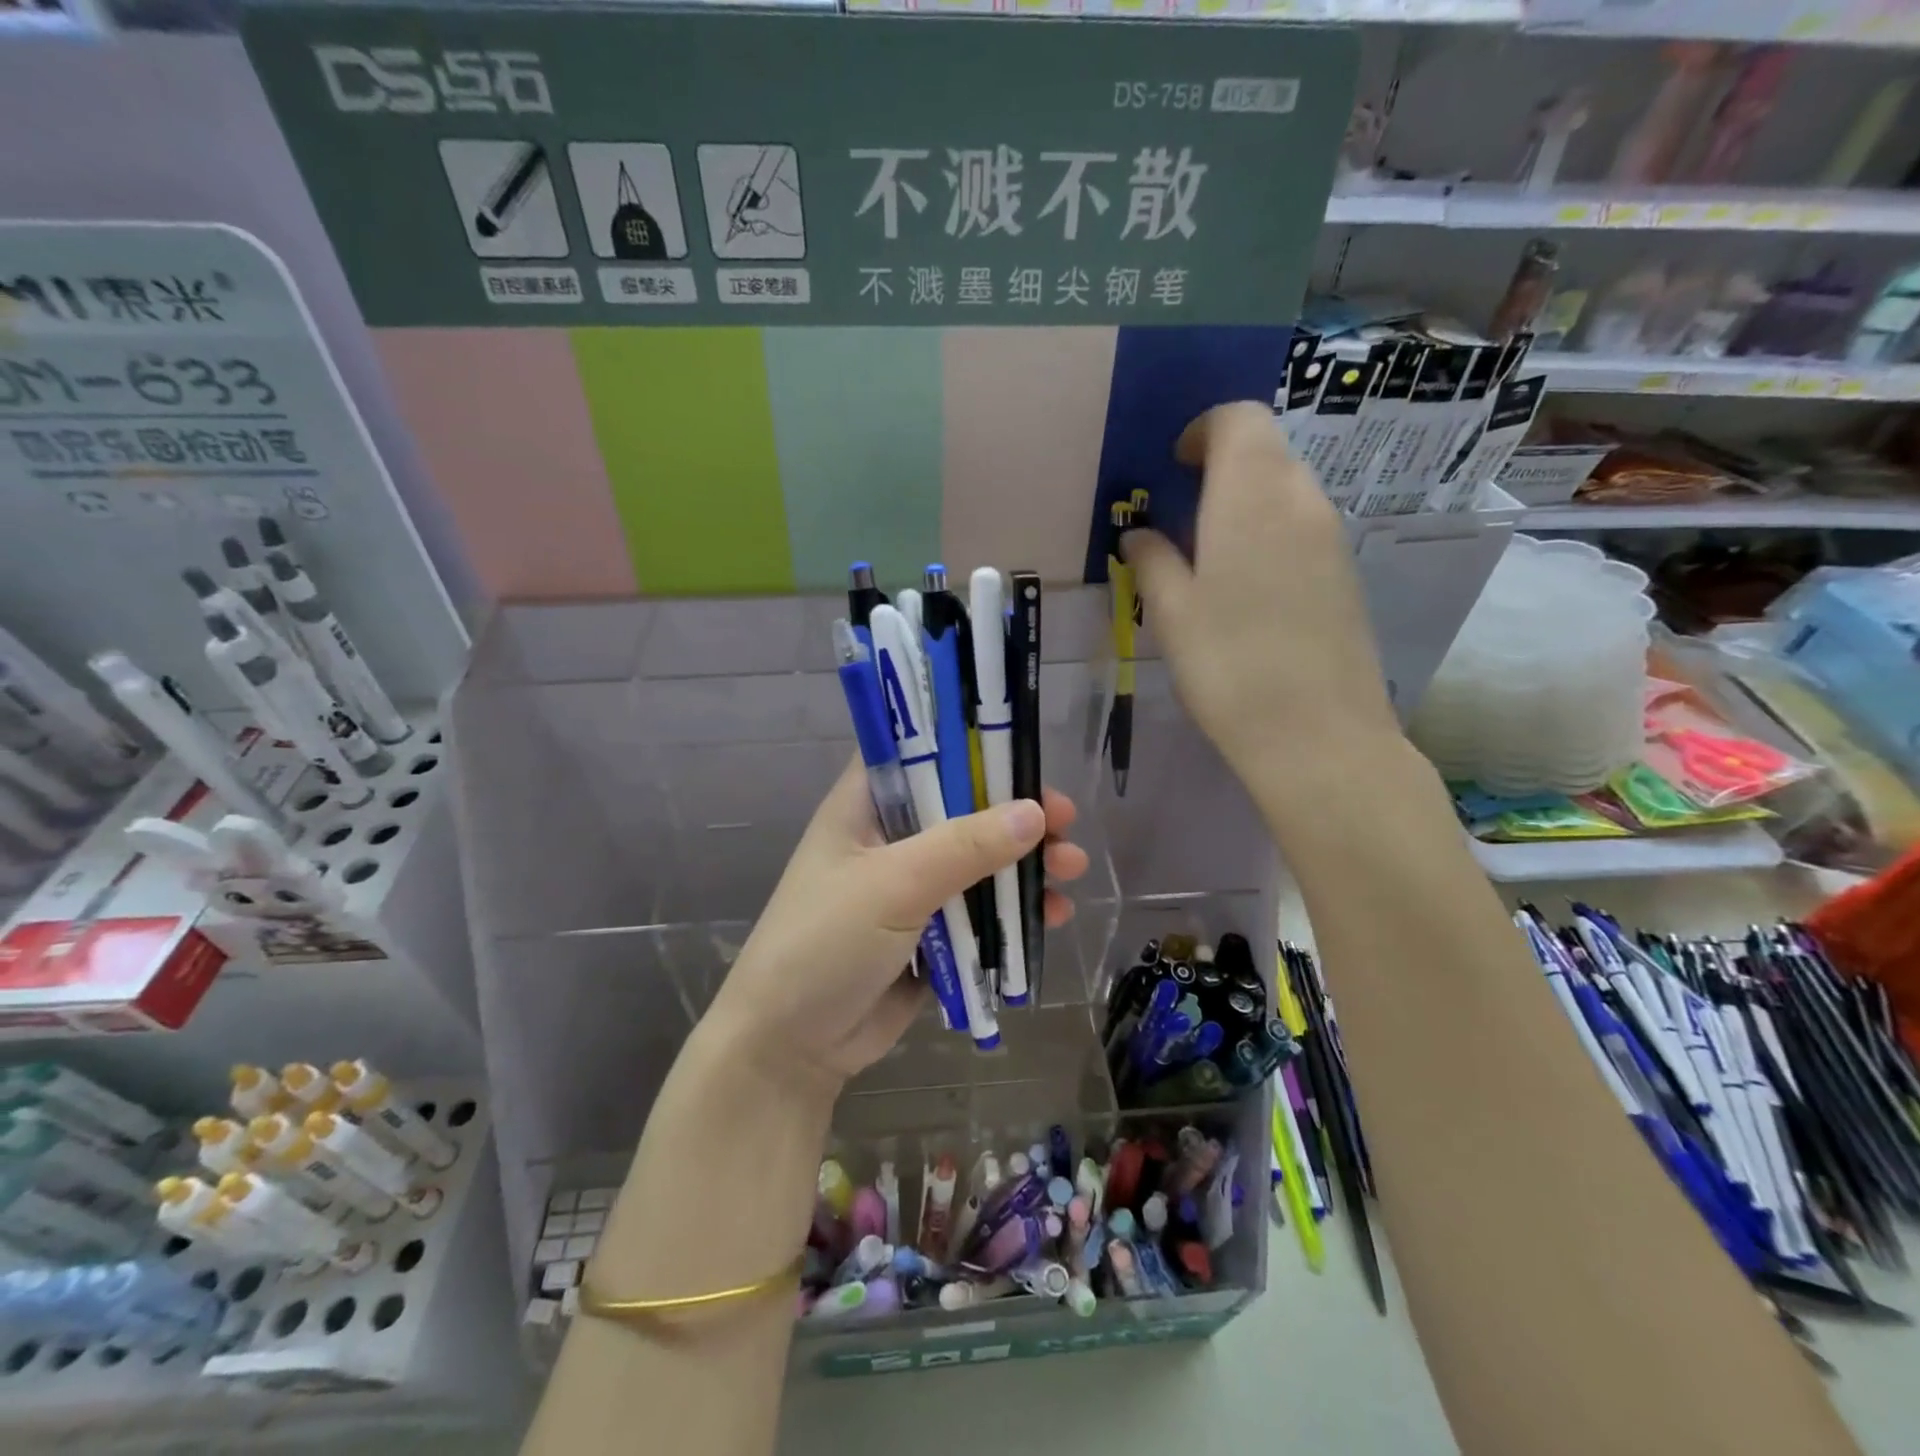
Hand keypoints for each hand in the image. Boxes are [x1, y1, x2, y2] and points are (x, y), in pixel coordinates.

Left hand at [704, 758, 1089, 1094]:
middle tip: (1066, 821)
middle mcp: (892, 837)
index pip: (919, 751)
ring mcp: (912, 886)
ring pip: (980, 860)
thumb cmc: (825, 943)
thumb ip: (964, 847)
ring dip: (1026, 863)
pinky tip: (1053, 914)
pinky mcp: (932, 932)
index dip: (971, 746)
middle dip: (1016, 813)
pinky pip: (982, 909)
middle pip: (964, 807)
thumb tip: (1035, 812)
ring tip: (1072, 869)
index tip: (1024, 752)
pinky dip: (1016, 909)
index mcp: (866, 805)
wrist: (790, 1047)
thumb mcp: (893, 885)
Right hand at [1122, 402, 1401, 817]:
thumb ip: (1152, 561)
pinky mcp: (1345, 574)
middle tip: (1183, 514)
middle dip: (1222, 466)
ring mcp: (1331, 538)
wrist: (1317, 735)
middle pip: (1265, 450)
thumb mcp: (1171, 613)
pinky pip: (1302, 527)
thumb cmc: (1229, 666)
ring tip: (1208, 555)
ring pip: (1286, 489)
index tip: (1174, 467)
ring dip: (1245, 502)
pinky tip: (1245, 588)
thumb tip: (1140, 534)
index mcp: (1251, 496)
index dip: (1203, 432)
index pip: (1238, 420)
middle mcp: (1301, 500)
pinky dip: (1269, 532)